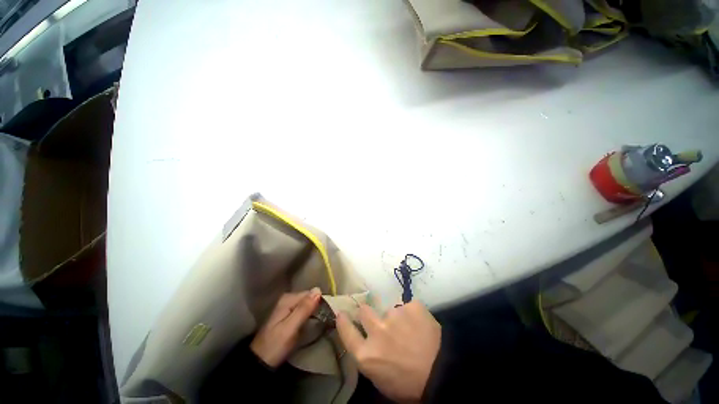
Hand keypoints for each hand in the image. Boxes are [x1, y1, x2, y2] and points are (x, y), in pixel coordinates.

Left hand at [250, 288, 320, 367]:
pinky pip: (304, 310)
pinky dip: (310, 314)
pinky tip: (314, 322)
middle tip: (327, 317)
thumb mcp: (291, 327)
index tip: (329, 311)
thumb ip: (304, 308)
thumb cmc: (275, 345)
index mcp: (288, 299)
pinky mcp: (289, 315)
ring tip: (323, 320)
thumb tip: (318, 289)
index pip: (311, 293)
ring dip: (315, 310)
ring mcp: (288, 307)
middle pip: (309, 298)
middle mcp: (288, 299)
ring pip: (307, 304)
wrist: (260, 362)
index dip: (321, 301)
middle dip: (318, 305)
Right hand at [336, 301, 440, 401]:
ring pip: (388, 309)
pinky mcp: (411, 306)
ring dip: (395, 318)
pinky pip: (407, 307)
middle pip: (364, 311)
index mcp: (367, 354)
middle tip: (378, 319)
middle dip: (368, 313)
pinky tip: (420, 326)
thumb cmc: (409, 384)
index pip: (346, 331)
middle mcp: (377, 330)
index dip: (343, 321)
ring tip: (409, 331)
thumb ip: (368, 355)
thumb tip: (365, 338)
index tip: (341, 313)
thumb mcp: (380, 377)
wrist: (443, 374)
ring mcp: (394, 315)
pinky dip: (411, 315)